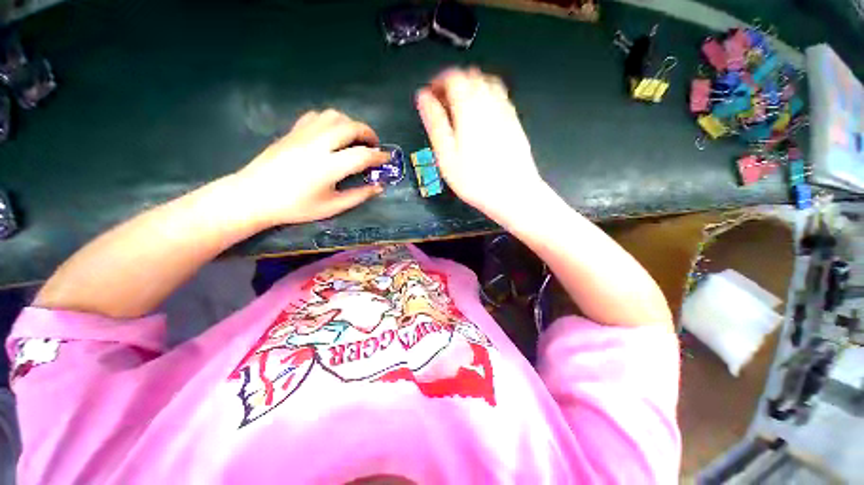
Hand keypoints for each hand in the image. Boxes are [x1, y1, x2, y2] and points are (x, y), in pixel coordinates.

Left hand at [233, 109, 388, 226]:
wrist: (253, 196)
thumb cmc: (295, 207)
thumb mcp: (332, 207)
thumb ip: (359, 196)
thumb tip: (379, 187)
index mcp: (329, 167)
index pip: (363, 155)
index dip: (380, 156)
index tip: (388, 159)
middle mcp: (318, 145)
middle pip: (351, 127)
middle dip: (369, 134)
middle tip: (374, 146)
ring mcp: (303, 134)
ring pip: (334, 116)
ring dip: (350, 124)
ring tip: (354, 139)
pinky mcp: (293, 131)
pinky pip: (317, 116)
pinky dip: (331, 121)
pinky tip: (332, 134)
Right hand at [416, 68, 545, 223]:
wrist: (513, 193)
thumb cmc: (475, 180)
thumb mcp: (447, 156)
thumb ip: (435, 123)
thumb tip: (423, 97)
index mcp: (469, 108)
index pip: (453, 77)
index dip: (438, 81)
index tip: (430, 95)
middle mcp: (490, 102)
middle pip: (470, 76)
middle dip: (453, 84)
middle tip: (443, 104)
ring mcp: (505, 110)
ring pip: (487, 83)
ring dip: (470, 88)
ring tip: (459, 110)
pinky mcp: (514, 120)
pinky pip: (499, 96)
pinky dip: (485, 97)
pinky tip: (479, 116)